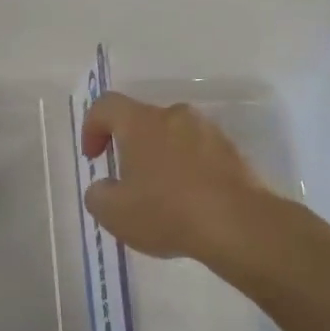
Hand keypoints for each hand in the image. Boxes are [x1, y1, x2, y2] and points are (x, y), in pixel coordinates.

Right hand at [80, 93, 279, 268]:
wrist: (237, 225)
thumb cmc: (165, 212)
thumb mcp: (113, 213)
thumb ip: (97, 194)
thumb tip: (104, 187)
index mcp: (141, 123)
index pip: (106, 106)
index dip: (92, 128)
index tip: (95, 158)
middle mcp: (175, 116)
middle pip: (143, 121)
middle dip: (130, 147)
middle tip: (127, 181)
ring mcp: (209, 131)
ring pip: (173, 137)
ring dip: (161, 158)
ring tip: (160, 195)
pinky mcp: (233, 152)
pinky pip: (199, 154)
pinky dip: (187, 171)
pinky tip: (187, 202)